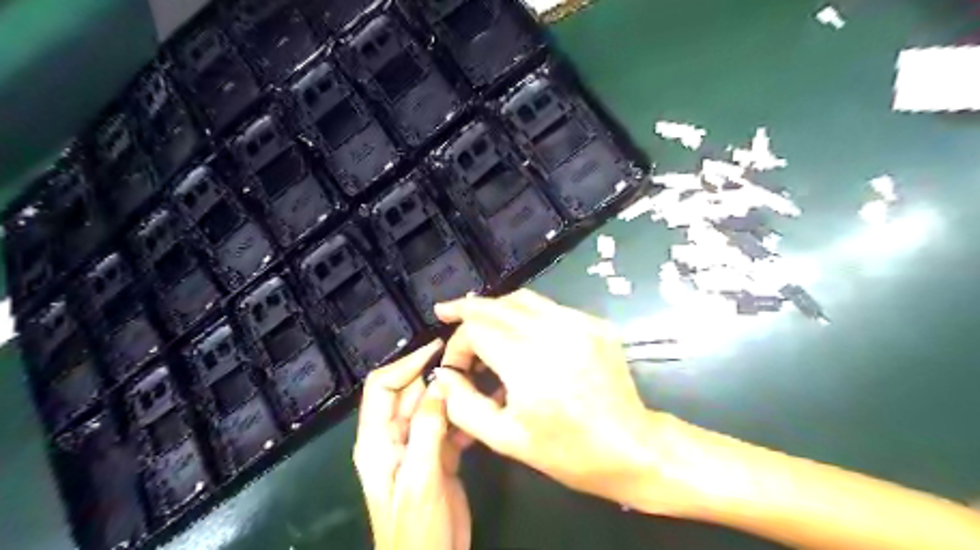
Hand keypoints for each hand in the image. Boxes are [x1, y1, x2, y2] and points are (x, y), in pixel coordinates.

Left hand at [356, 339, 470, 548]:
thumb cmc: (417, 530)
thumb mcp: (421, 478)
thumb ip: (428, 429)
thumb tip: (440, 384)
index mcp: (377, 440)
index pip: (382, 387)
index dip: (406, 364)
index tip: (437, 349)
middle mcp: (394, 436)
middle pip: (410, 392)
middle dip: (435, 376)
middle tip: (468, 361)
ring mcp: (417, 445)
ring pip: (432, 406)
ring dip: (452, 393)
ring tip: (480, 379)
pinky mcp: (437, 454)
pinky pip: (448, 424)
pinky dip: (462, 414)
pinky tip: (482, 408)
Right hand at [432, 290, 692, 513]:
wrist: (632, 447)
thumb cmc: (567, 451)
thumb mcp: (505, 438)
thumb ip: (464, 405)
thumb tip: (444, 375)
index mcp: (528, 363)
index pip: (476, 329)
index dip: (457, 344)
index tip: (455, 367)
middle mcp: (552, 332)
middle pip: (496, 305)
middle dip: (467, 310)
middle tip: (447, 312)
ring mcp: (578, 323)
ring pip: (523, 299)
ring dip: (495, 307)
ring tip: (478, 318)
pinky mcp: (594, 324)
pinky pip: (549, 308)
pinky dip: (525, 313)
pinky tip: (518, 330)